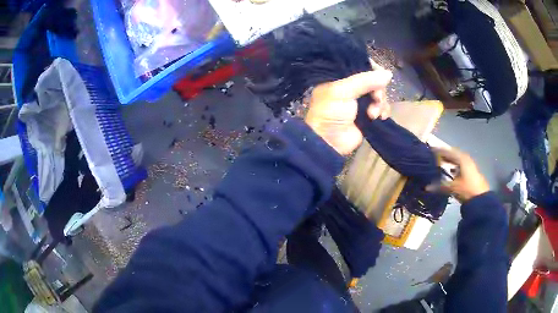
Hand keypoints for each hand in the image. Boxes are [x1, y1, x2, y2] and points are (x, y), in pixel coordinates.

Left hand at [305, 70, 392, 154]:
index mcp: (340, 77)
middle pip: (373, 80)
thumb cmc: (330, 112)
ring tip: (373, 113)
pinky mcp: (368, 114)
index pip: (360, 66)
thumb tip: (388, 73)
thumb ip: (365, 80)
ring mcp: (360, 101)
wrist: (329, 142)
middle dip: (378, 90)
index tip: (380, 75)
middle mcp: (351, 87)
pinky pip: (382, 107)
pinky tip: (381, 117)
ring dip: (380, 103)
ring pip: (379, 94)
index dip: (372, 69)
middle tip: (376, 98)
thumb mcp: (343, 91)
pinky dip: (384, 111)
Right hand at [427, 147, 489, 202]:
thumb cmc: (467, 189)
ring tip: (440, 164)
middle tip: (433, 157)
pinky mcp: (471, 173)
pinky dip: (454, 168)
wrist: (481, 200)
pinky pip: (460, 167)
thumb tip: (426, 187)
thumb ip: (440, 186)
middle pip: (453, 155)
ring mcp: (469, 166)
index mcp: (461, 158)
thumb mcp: (452, 188)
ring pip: (457, 161)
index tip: (430, 151)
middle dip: (443, 156)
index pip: (448, 151)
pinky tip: (450, 172)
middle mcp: (466, 159)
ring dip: (449, 162)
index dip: (438, 151)